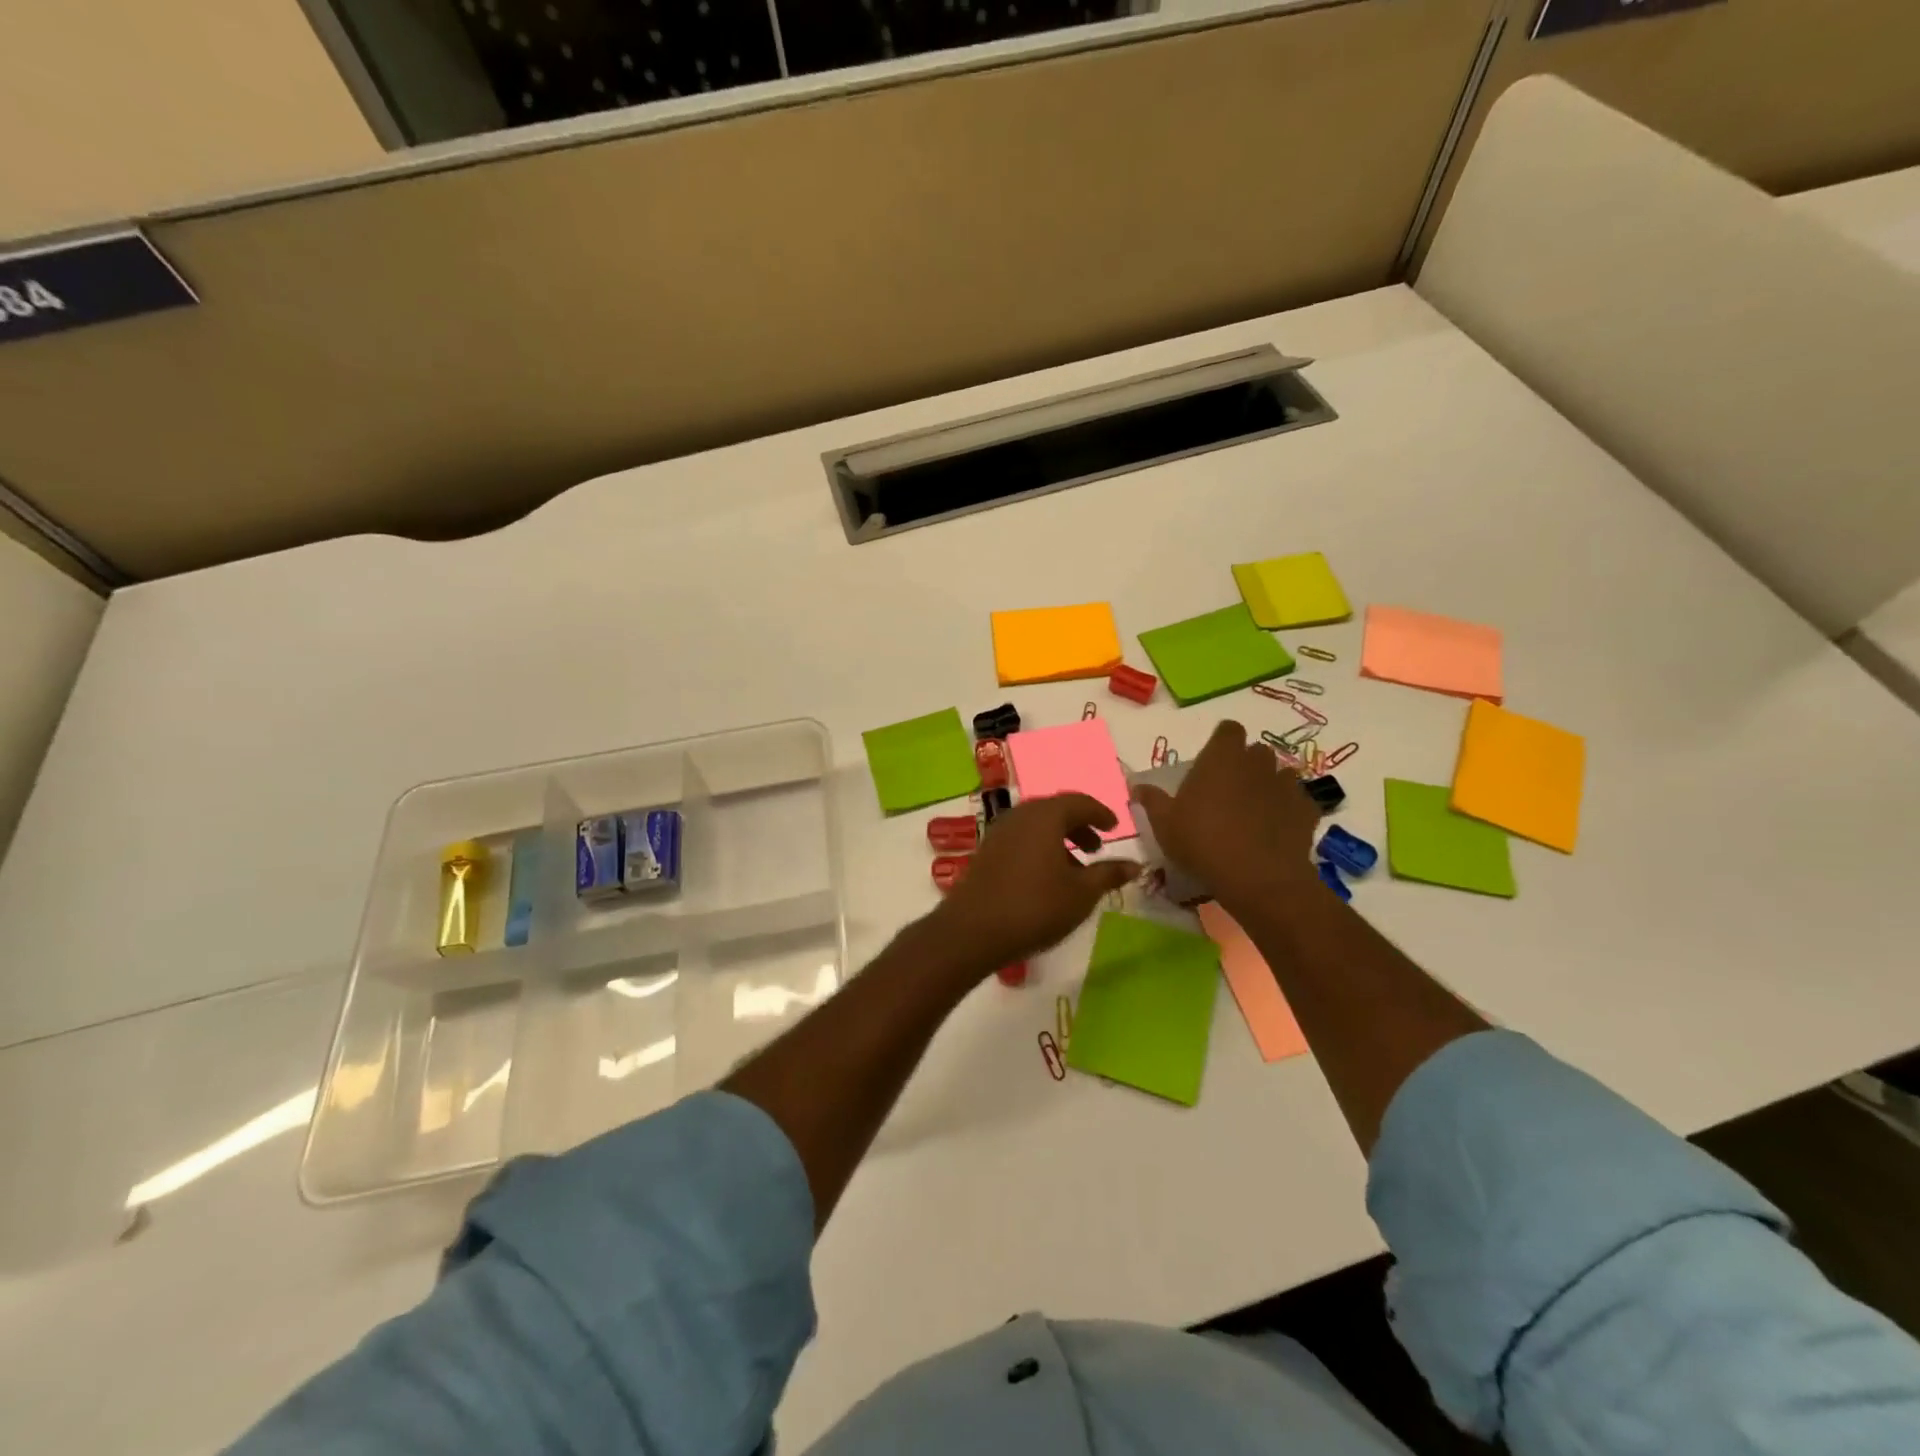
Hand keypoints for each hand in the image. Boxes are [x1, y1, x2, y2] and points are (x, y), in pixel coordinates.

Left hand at [928, 793, 1139, 974]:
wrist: (972, 931)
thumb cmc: (1035, 907)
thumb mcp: (1082, 893)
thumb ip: (1108, 874)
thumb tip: (1134, 865)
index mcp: (1045, 816)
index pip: (1079, 802)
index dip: (1100, 813)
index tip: (1115, 827)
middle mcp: (1020, 815)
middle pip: (1055, 810)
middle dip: (1079, 825)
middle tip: (1097, 847)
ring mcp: (998, 832)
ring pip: (1036, 825)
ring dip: (1059, 838)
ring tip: (1075, 867)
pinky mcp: (986, 851)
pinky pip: (1020, 839)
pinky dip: (1039, 848)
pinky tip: (1046, 877)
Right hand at [1132, 719, 1320, 910]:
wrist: (1258, 877)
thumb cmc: (1202, 841)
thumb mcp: (1165, 824)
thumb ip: (1152, 800)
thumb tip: (1137, 786)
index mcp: (1222, 757)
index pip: (1228, 729)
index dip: (1222, 742)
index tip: (1212, 762)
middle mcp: (1257, 762)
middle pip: (1255, 751)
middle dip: (1246, 765)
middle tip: (1228, 791)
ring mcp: (1286, 785)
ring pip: (1280, 775)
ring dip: (1269, 786)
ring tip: (1254, 812)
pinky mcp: (1307, 810)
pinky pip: (1299, 802)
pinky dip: (1289, 811)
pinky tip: (1276, 830)